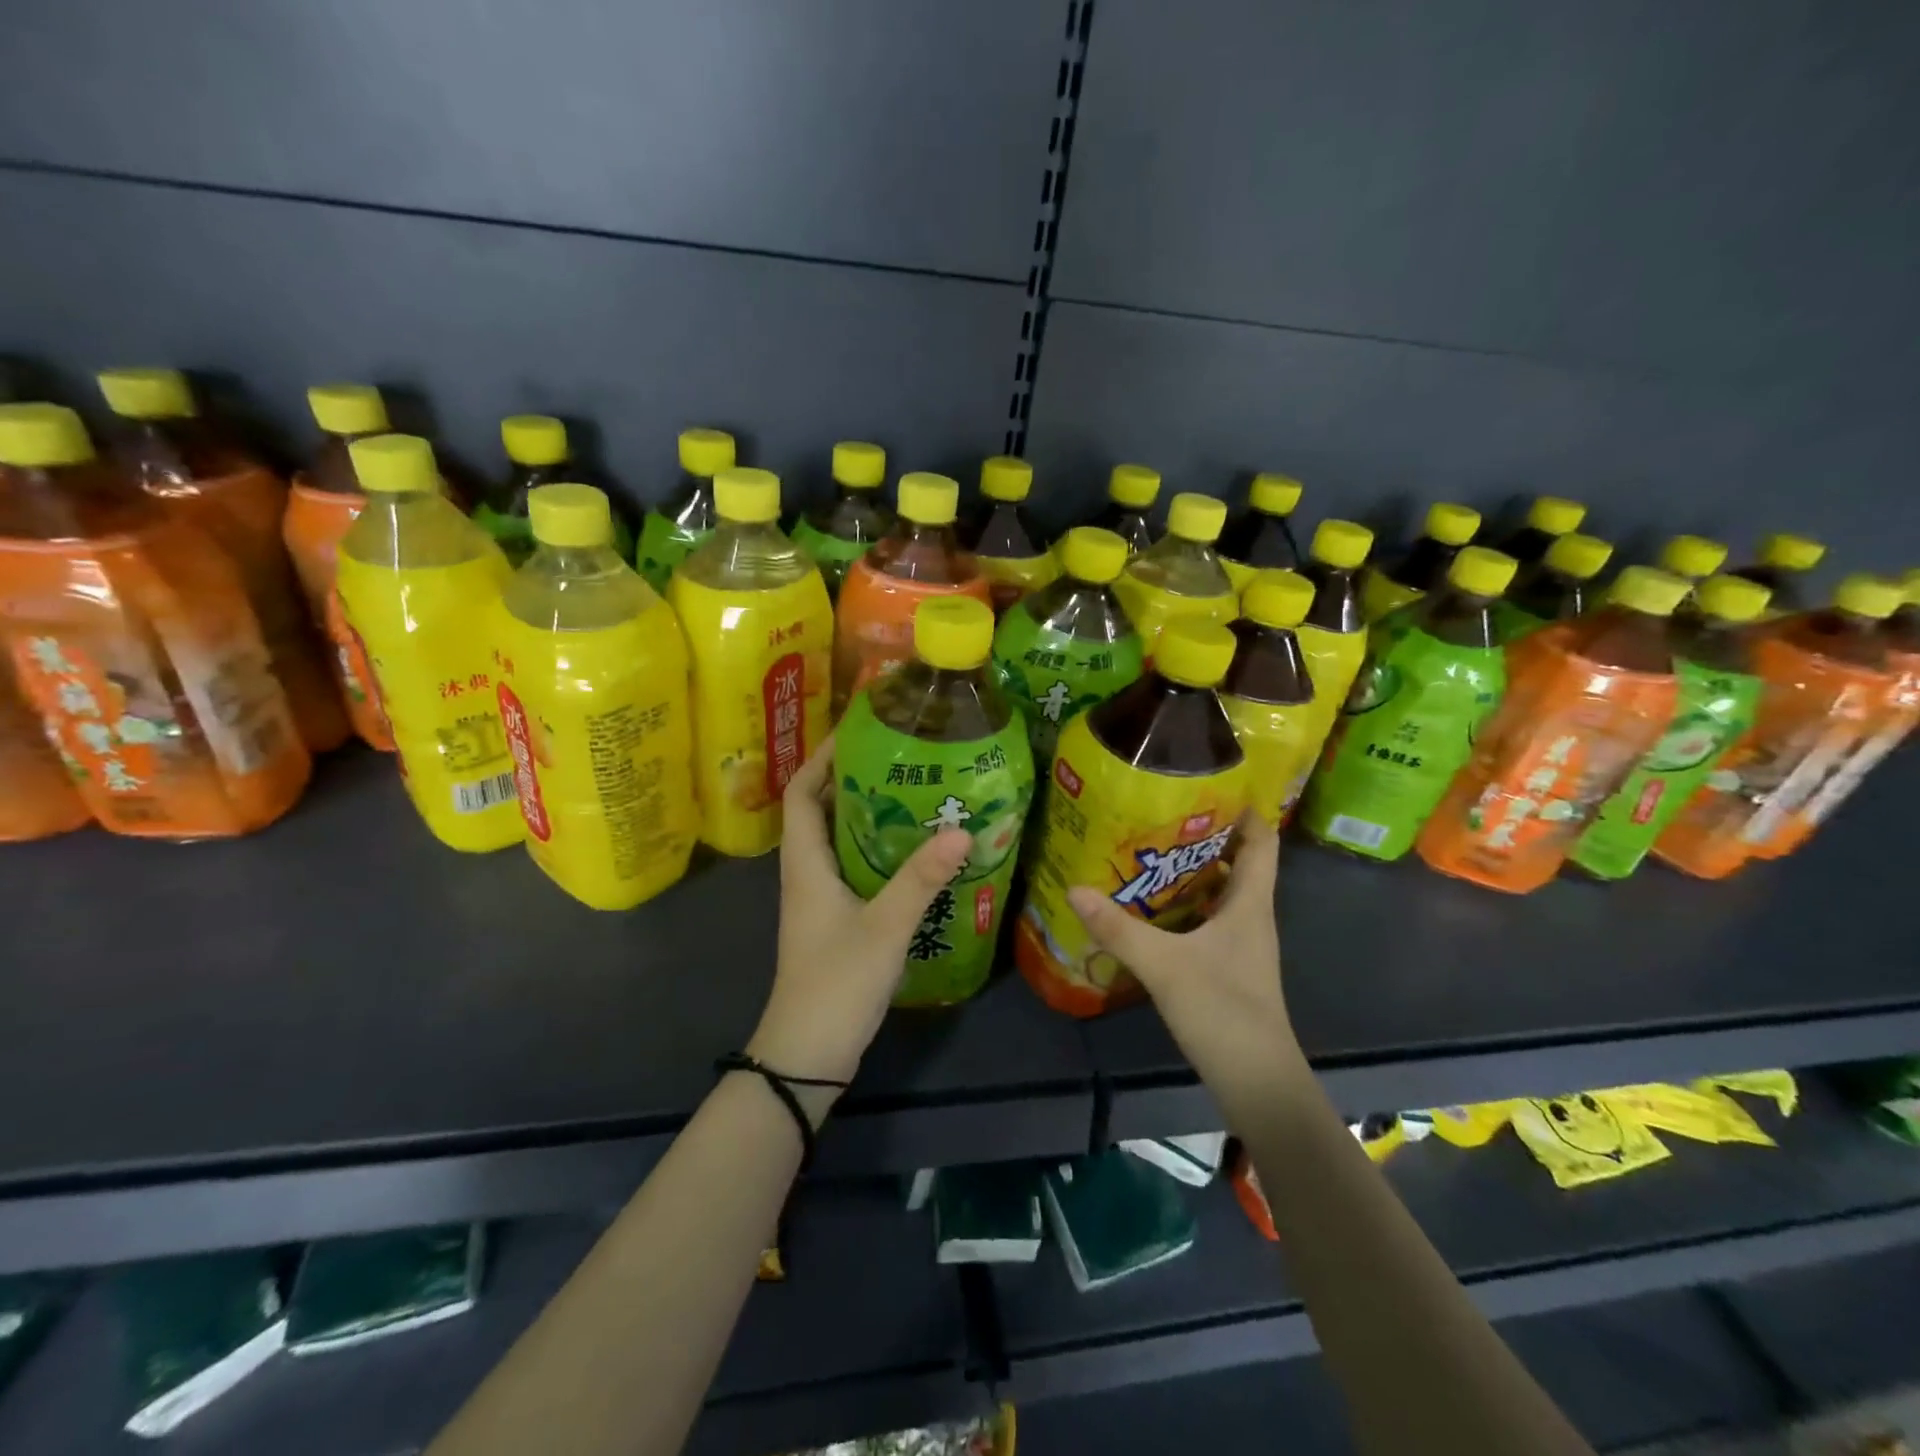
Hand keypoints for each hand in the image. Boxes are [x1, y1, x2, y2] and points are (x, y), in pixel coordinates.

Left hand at [747, 736, 971, 1108]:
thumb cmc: (836, 983)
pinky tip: (915, 854)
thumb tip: (962, 829)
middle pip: (822, 812)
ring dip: (868, 816)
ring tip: (914, 795)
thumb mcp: (885, 926)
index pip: (802, 794)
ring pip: (839, 842)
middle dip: (853, 780)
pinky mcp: (835, 921)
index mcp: (805, 864)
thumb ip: (922, 878)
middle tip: (901, 759)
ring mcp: (820, 900)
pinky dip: (877, 852)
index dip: (822, 758)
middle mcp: (807, 873)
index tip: (858, 732)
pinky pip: (854, 870)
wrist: (807, 1054)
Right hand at [1066, 811, 1301, 1103]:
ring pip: (1221, 892)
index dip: (1246, 809)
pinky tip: (1151, 908)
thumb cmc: (1223, 1011)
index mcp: (1250, 904)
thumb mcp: (1164, 965)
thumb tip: (1075, 888)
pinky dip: (1186, 905)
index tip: (1212, 782)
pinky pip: (1209, 919)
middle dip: (1205, 834)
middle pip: (1239, 862)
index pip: (1263, 841)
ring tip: (1149, 850)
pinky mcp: (1228, 967)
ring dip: (1193, 870)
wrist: (1257, 1082)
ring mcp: (1241, 944)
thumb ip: (1119, 929)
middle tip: (1161, 811)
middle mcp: (1251, 917)